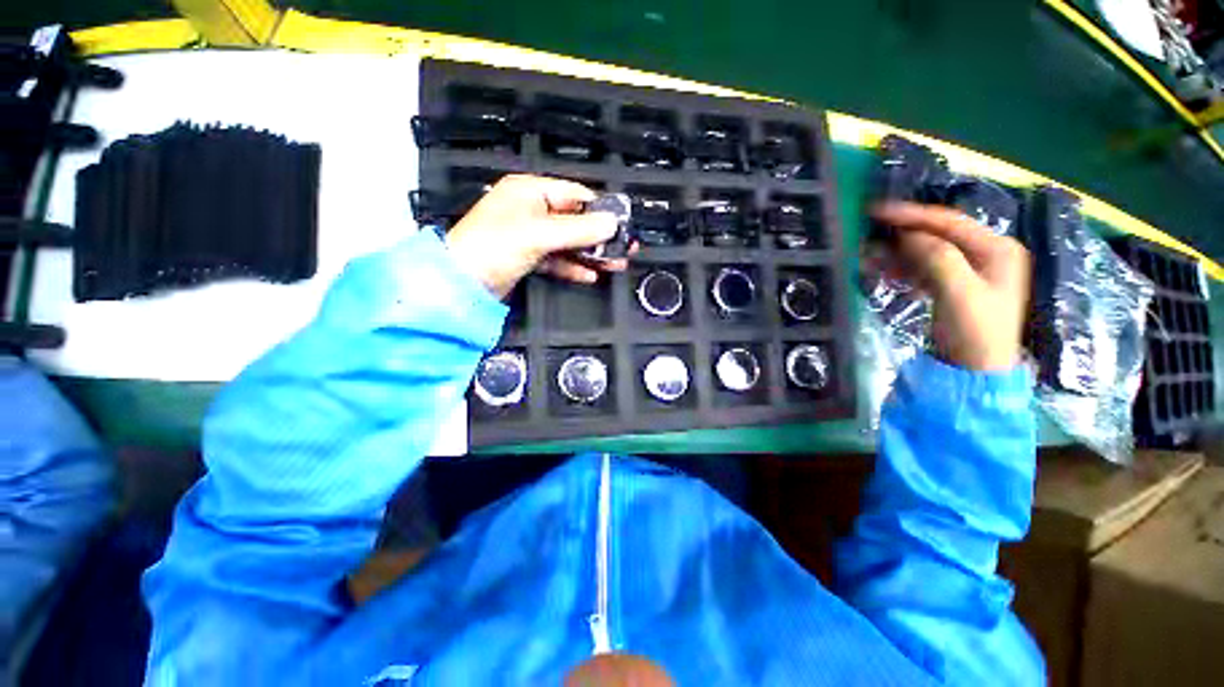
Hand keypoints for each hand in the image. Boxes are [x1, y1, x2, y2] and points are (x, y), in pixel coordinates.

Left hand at [444, 175, 626, 298]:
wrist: (462, 284)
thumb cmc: (493, 247)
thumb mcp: (539, 234)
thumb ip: (578, 229)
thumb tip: (612, 223)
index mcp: (530, 191)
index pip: (575, 194)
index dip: (600, 209)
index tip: (622, 224)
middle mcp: (531, 209)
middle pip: (574, 220)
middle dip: (599, 235)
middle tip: (624, 247)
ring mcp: (530, 235)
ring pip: (568, 242)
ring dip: (590, 254)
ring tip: (615, 264)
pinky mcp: (528, 257)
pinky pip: (558, 259)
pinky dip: (573, 267)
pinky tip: (591, 275)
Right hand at [871, 202, 1030, 370]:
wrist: (976, 371)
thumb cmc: (976, 331)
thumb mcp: (959, 292)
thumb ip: (938, 258)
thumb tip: (909, 234)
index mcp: (997, 248)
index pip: (949, 222)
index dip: (912, 215)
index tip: (876, 210)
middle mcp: (985, 253)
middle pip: (938, 234)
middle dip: (902, 234)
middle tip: (868, 233)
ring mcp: (970, 269)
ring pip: (927, 250)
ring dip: (898, 251)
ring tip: (868, 254)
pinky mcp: (954, 284)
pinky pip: (924, 267)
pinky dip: (903, 267)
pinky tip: (883, 269)